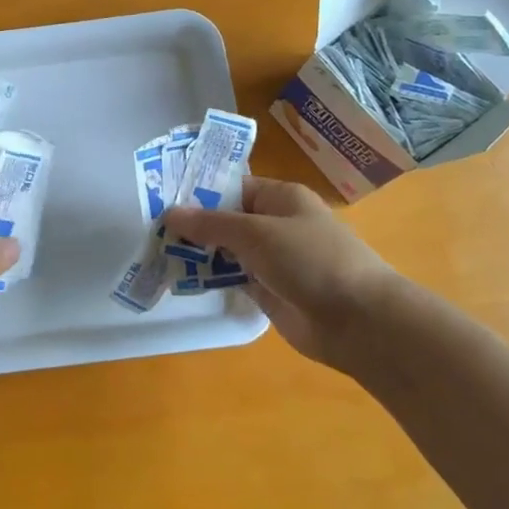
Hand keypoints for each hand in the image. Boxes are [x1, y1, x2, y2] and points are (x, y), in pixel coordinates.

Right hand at [163, 177, 398, 372]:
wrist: (357, 321)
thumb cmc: (311, 260)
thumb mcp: (257, 233)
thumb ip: (211, 224)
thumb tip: (170, 212)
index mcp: (280, 198)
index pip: (232, 187)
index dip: (198, 192)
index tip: (161, 199)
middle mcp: (276, 224)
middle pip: (227, 219)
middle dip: (193, 225)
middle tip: (151, 229)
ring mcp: (272, 259)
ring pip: (227, 250)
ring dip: (198, 252)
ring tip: (157, 253)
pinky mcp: (269, 290)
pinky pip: (232, 277)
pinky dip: (211, 277)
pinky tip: (181, 278)